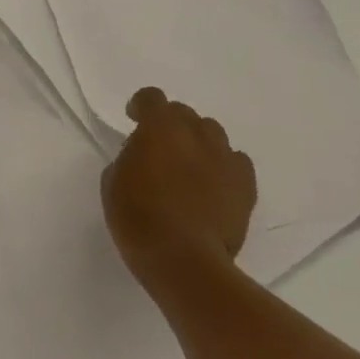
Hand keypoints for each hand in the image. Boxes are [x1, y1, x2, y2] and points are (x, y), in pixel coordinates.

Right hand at [102, 87, 255, 303]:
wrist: (184, 261)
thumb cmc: (138, 219)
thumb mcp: (113, 182)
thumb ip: (129, 158)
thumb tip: (142, 156)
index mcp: (159, 129)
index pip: (152, 98)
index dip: (141, 105)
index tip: (133, 119)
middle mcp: (195, 135)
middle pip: (185, 114)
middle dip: (171, 123)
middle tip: (161, 147)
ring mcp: (224, 159)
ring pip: (213, 133)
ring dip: (198, 141)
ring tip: (189, 164)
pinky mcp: (246, 186)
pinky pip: (236, 161)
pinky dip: (223, 165)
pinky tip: (213, 184)